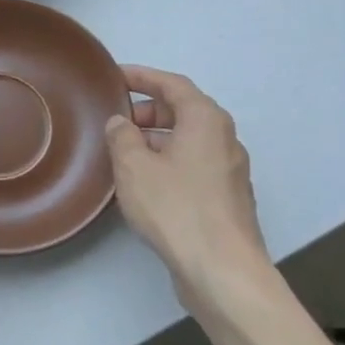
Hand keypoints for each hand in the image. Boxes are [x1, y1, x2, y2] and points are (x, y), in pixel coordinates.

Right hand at [106, 67, 270, 307]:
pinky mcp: (226, 198)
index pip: (173, 85)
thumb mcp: (134, 166)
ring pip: (188, 141)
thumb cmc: (175, 207)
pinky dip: (168, 162)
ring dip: (156, 139)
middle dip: (149, 110)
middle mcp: (224, 139)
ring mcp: (229, 170)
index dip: (143, 77)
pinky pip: (193, 165)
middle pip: (184, 111)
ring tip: (123, 152)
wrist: (221, 268)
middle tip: (116, 119)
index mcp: (206, 120)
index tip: (115, 76)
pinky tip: (144, 183)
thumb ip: (122, 137)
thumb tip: (120, 123)